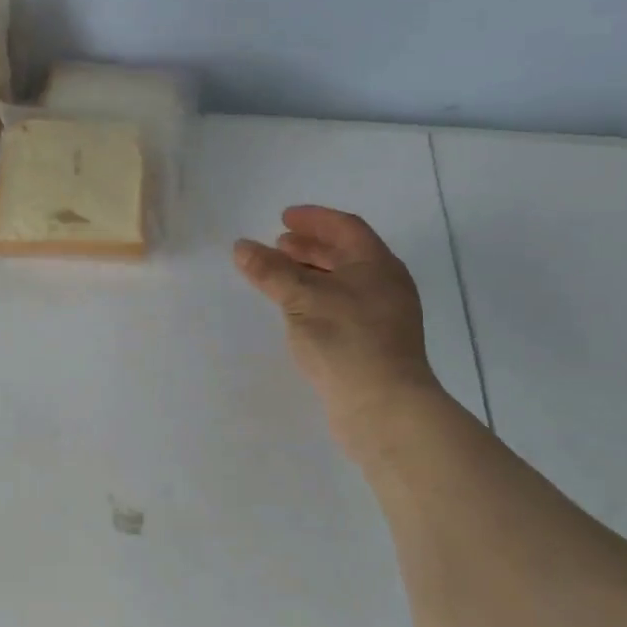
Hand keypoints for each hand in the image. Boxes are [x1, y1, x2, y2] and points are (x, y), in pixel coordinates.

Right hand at [234, 206, 441, 460]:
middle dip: (310, 248)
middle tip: (277, 246)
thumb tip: (241, 246)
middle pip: (345, 255)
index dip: (314, 219)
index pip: (346, 228)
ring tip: (280, 277)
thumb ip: (270, 271)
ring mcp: (383, 317)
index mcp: (377, 265)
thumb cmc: (346, 341)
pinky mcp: (374, 345)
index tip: (283, 218)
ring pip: (343, 283)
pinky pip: (342, 308)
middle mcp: (385, 286)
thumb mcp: (302, 299)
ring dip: (311, 275)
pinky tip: (296, 313)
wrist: (384, 408)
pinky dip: (317, 300)